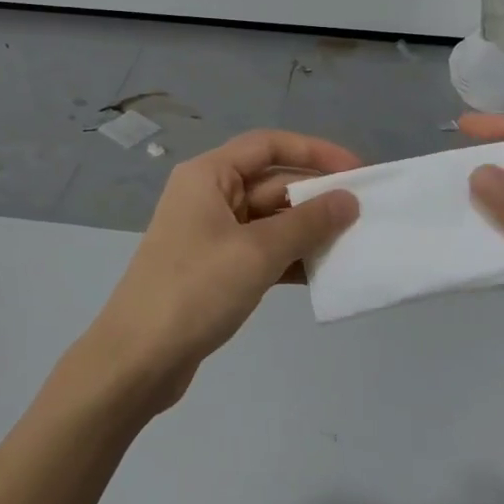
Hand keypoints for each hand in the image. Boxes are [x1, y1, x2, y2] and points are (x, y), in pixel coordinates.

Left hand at [78, 130, 359, 414]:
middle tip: (364, 214)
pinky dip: (290, 258)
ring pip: (269, 220)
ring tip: (353, 244)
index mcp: (208, 175)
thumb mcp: (257, 252)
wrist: (139, 358)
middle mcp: (208, 196)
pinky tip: (323, 273)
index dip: (315, 152)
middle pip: (271, 182)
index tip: (357, 171)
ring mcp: (211, 235)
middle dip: (316, 196)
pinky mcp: (215, 270)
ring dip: (307, 230)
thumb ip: (308, 223)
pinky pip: (261, 252)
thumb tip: (348, 200)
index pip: (269, 146)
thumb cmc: (196, 290)